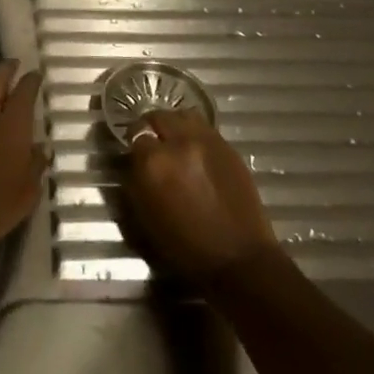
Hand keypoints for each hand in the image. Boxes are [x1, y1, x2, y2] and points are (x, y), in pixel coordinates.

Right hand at [125, 107, 278, 278]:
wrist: (238, 258)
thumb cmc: (185, 247)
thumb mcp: (145, 216)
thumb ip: (136, 180)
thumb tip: (136, 162)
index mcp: (154, 162)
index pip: (136, 133)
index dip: (134, 143)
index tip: (135, 153)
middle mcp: (180, 143)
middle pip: (159, 116)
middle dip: (152, 127)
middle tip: (153, 143)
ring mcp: (208, 142)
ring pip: (183, 115)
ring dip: (175, 125)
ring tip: (175, 141)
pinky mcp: (229, 148)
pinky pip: (205, 128)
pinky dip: (195, 134)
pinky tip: (196, 151)